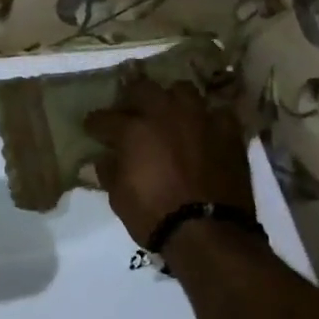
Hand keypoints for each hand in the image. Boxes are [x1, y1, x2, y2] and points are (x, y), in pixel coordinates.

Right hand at [84, 71, 255, 248]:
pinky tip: (203, 129)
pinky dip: (207, 118)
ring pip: (183, 90)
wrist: (208, 230)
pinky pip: (217, 112)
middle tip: (129, 110)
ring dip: (172, 99)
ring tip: (169, 111)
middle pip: (143, 88)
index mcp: (133, 130)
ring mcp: (199, 119)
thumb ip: (109, 171)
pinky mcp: (227, 131)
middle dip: (132, 96)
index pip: (104, 117)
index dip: (94, 123)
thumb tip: (101, 159)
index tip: (91, 127)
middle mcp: (165, 114)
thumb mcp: (119, 197)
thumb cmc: (154, 215)